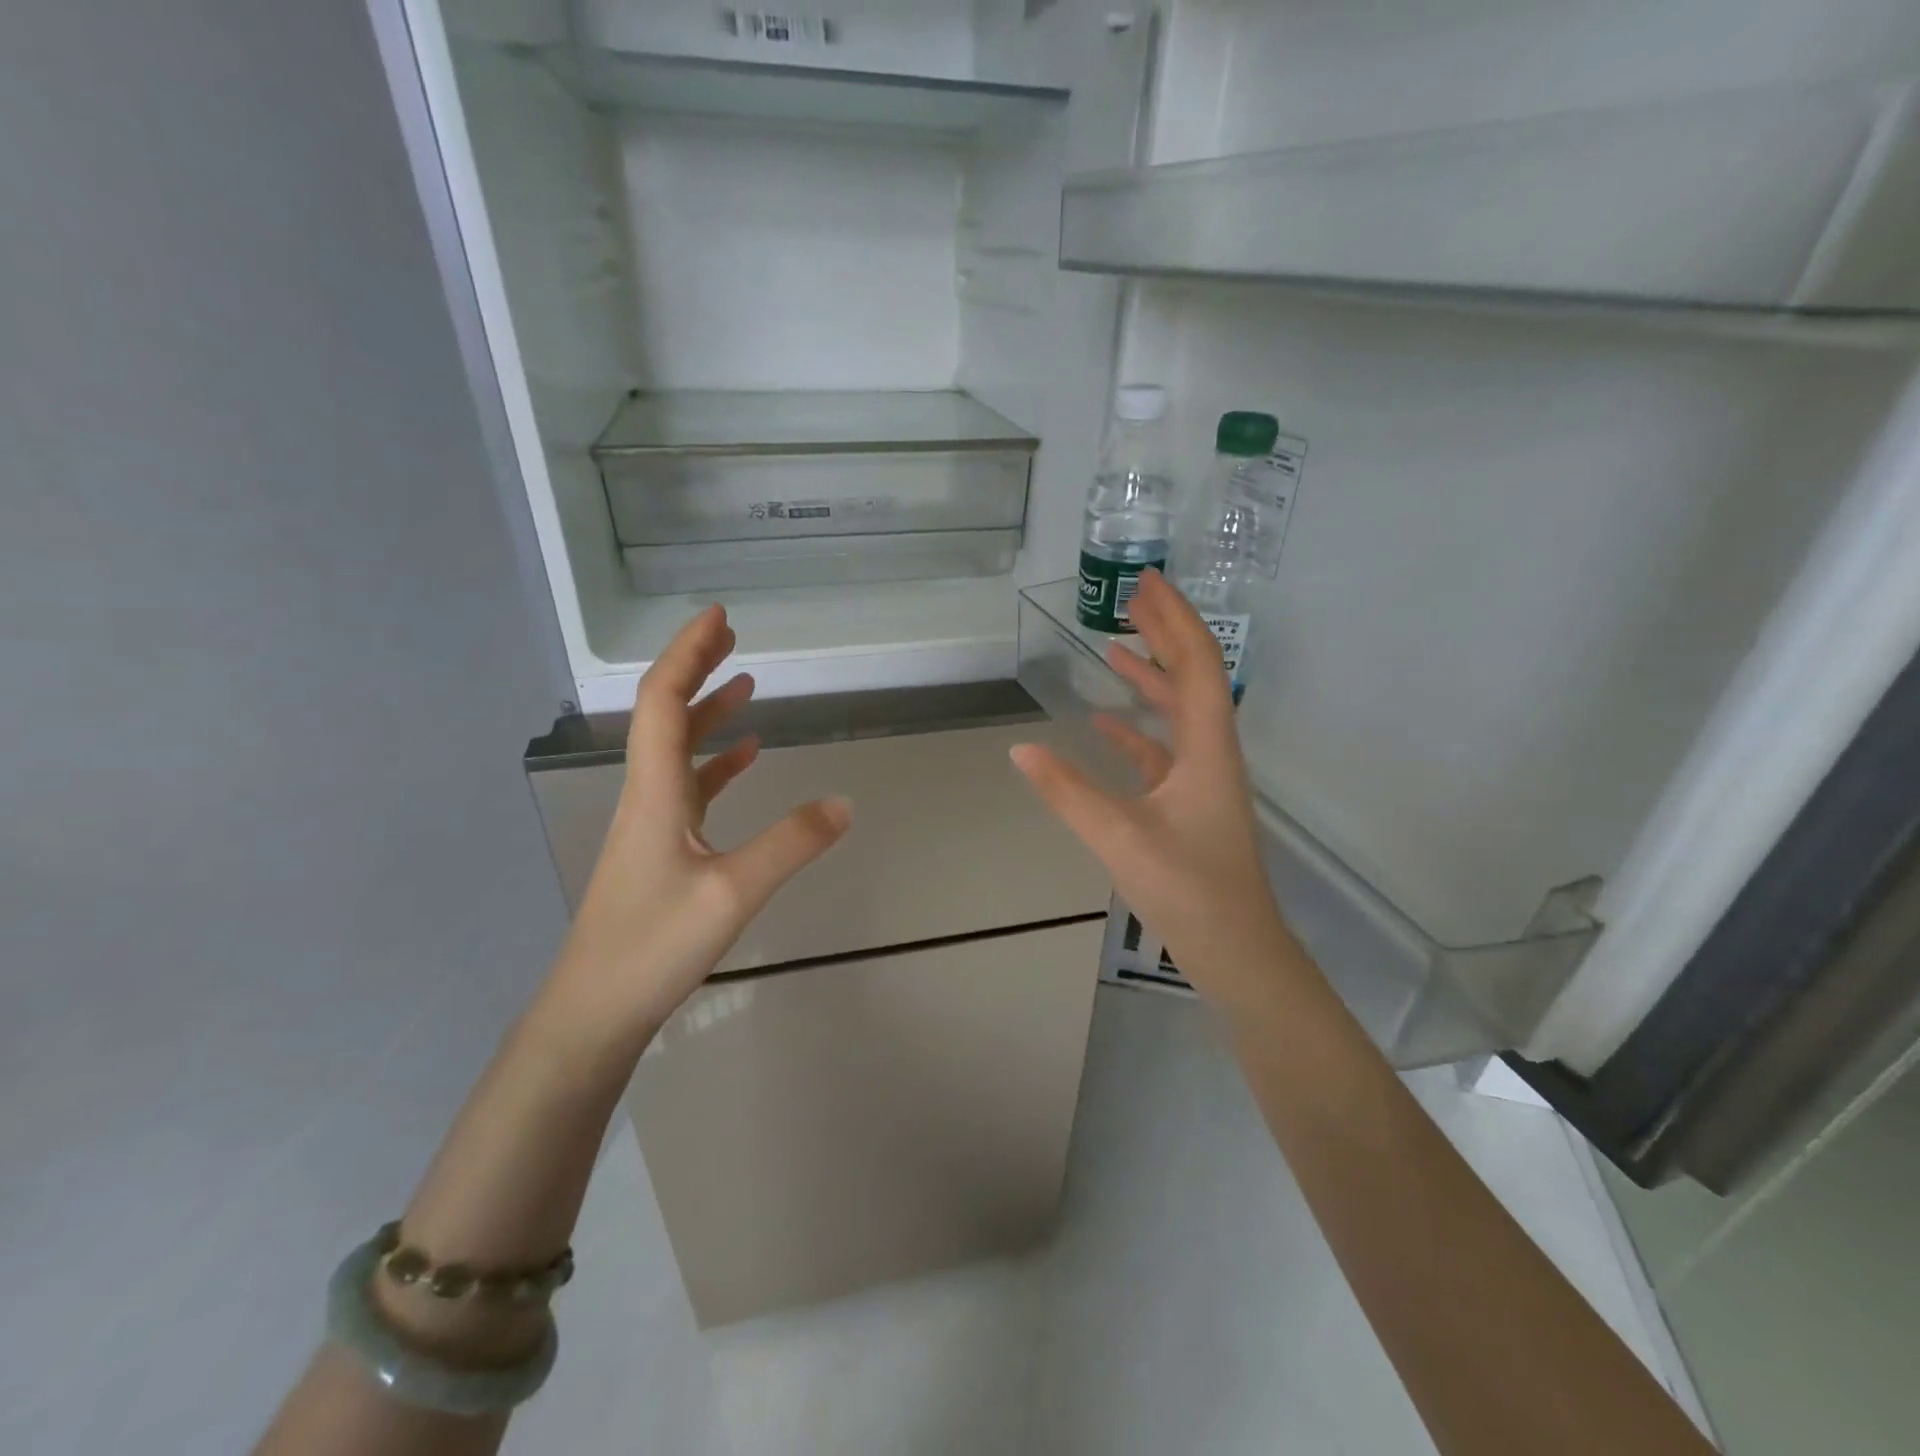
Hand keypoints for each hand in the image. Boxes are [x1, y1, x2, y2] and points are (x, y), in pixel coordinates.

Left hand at [547, 606, 851, 1043]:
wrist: (594, 1012)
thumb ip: (791, 844)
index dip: (688, 654)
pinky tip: (744, 758)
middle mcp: (647, 796)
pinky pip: (689, 788)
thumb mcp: (733, 893)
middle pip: (665, 714)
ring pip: (677, 750)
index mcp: (655, 791)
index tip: (719, 617)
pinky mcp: (660, 851)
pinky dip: (715, 762)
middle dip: (696, 669)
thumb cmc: (653, 947)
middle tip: (731, 635)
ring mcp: (651, 824)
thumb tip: (845, 802)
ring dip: (707, 711)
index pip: (664, 702)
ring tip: (745, 684)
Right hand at [1010, 570, 1296, 1009]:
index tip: (1146, 582)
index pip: (1196, 663)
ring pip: (1178, 711)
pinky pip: (1162, 750)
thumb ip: (1067, 792)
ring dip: (1150, 676)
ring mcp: (1202, 778)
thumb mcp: (1119, 836)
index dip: (1173, 618)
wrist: (1235, 950)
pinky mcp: (1189, 803)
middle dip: (1164, 632)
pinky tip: (1105, 724)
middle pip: (1192, 676)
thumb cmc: (1188, 890)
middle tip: (1131, 597)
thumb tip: (1020, 748)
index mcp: (1207, 747)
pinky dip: (1136, 730)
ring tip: (1115, 645)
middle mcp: (1211, 751)